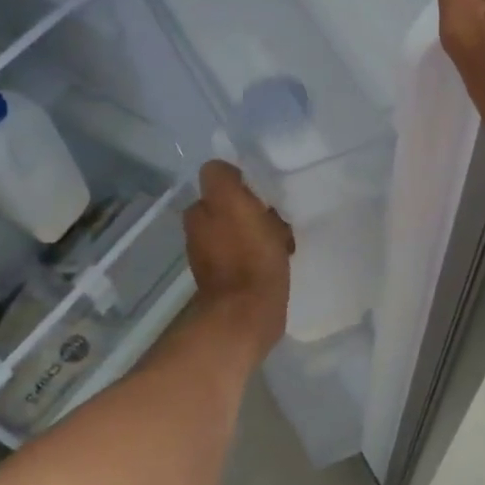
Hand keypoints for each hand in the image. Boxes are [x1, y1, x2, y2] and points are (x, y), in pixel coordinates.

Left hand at [183, 161, 293, 354]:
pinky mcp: (233, 282)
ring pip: (244, 232)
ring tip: (285, 241)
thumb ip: (221, 178)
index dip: (243, 186)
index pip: (220, 184)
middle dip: (256, 211)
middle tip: (279, 218)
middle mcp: (200, 233)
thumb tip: (223, 171)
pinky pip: (251, 256)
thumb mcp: (231, 202)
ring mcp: (215, 260)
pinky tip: (281, 260)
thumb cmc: (246, 254)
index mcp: (199, 213)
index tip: (264, 195)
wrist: (249, 313)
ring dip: (263, 233)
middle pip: (233, 209)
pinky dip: (264, 256)